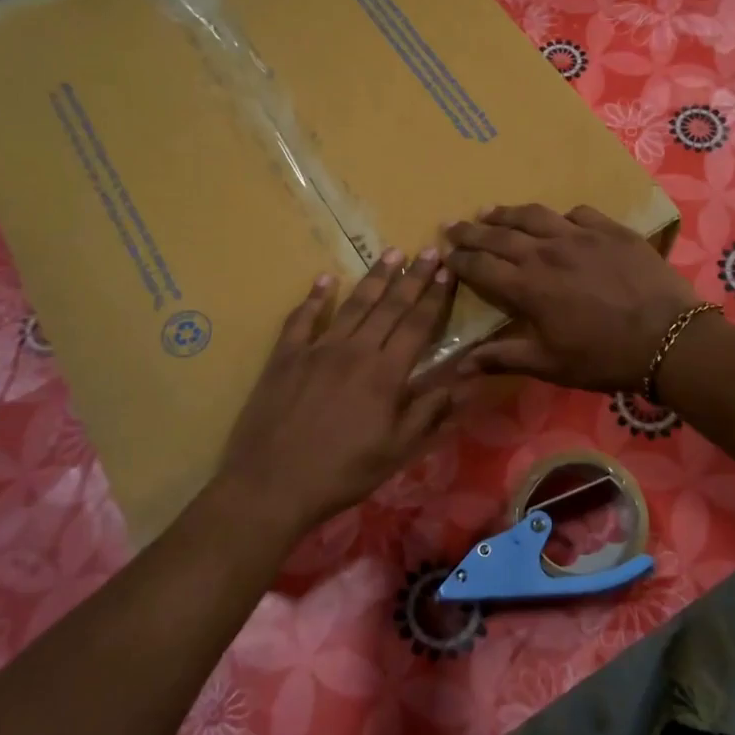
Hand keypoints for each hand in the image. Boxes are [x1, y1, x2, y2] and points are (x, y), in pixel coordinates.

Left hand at [215, 248, 457, 539]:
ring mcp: (317, 349)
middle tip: (429, 250)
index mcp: (385, 374)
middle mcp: (355, 351)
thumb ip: (428, 412)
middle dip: (412, 277)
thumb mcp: (396, 451)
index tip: (447, 271)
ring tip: (391, 253)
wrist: (272, 484)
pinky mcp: (285, 356)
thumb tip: (463, 381)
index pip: (417, 325)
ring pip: (352, 305)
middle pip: (389, 307)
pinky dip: (314, 297)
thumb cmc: (342, 473)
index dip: (435, 297)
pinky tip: (324, 279)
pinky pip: (302, 318)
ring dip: (375, 278)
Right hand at [444, 205, 698, 391]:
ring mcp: (580, 236)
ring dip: (507, 213)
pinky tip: (558, 221)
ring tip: (490, 210)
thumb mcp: (551, 365)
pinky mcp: (611, 230)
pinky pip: (577, 214)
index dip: (459, 260)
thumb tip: (460, 365)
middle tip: (453, 225)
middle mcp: (547, 252)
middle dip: (472, 231)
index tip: (444, 254)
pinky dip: (560, 217)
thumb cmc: (605, 358)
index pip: (481, 267)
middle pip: (499, 235)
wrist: (669, 338)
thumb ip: (504, 357)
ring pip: (534, 216)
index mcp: (528, 287)